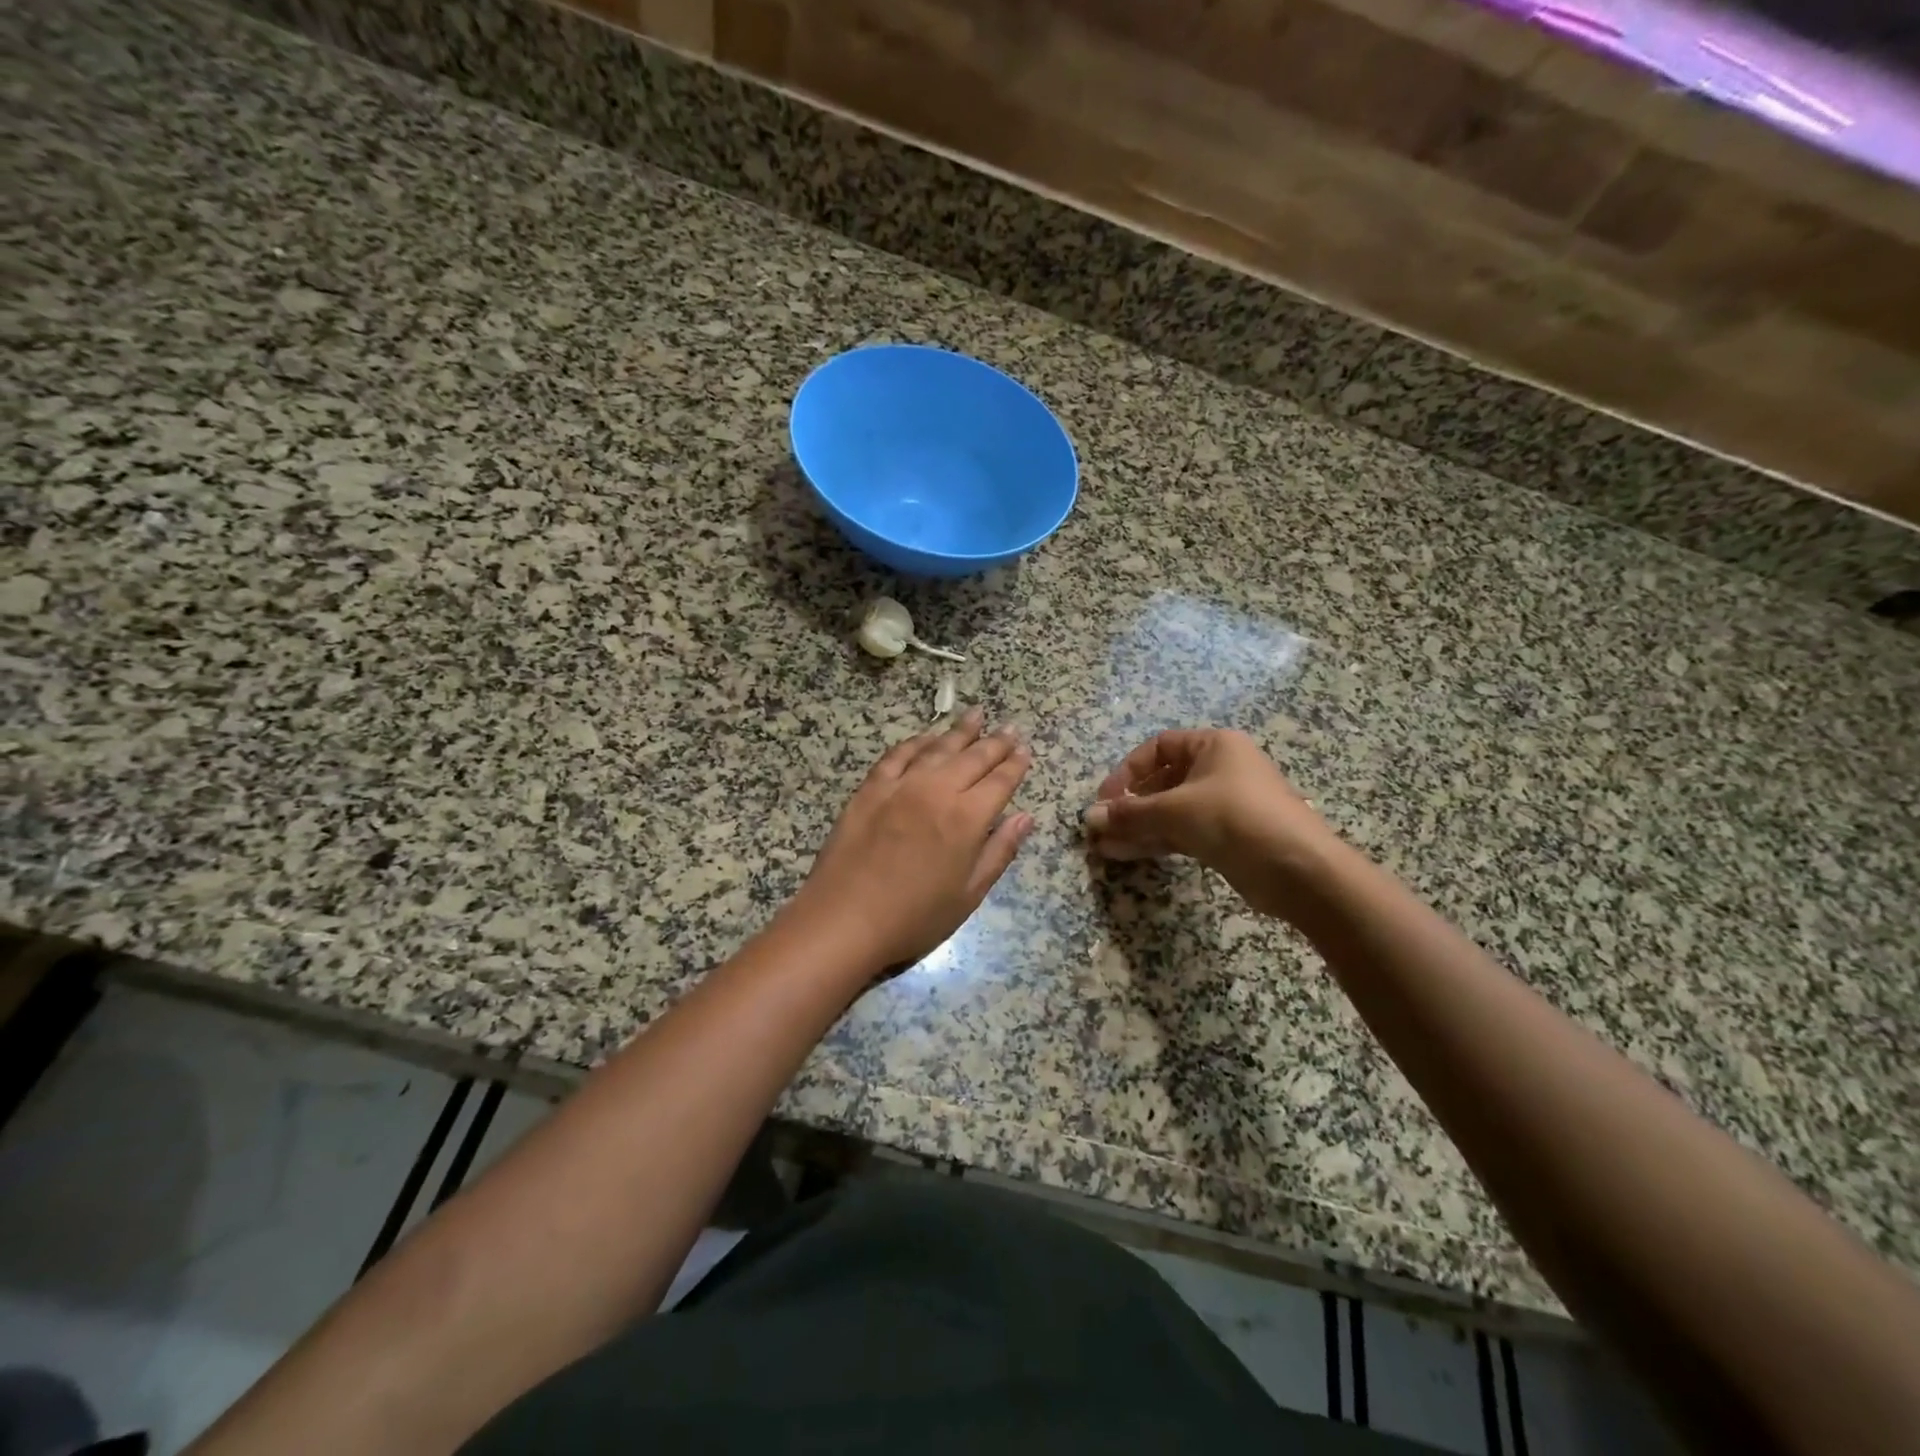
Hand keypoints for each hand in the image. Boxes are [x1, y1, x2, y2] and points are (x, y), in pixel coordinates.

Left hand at [785, 707, 1034, 974]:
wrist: (845, 919)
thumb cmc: (914, 917)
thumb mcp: (969, 894)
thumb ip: (1000, 852)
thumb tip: (1025, 818)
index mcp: (967, 818)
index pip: (1000, 781)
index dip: (1015, 765)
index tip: (1025, 750)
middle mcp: (937, 791)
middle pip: (973, 757)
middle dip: (995, 742)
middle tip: (1010, 728)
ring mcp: (901, 786)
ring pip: (937, 748)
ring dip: (960, 731)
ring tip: (976, 715)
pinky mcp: (870, 789)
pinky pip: (897, 755)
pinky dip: (915, 743)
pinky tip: (925, 737)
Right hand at [1083, 728, 1331, 918]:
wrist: (1298, 869)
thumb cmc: (1235, 819)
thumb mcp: (1176, 810)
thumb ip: (1130, 813)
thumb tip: (1088, 817)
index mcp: (1213, 745)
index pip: (1157, 747)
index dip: (1127, 771)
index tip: (1105, 799)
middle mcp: (1219, 769)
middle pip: (1162, 781)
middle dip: (1129, 805)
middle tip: (1101, 827)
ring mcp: (1223, 804)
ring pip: (1170, 811)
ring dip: (1137, 827)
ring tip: (1103, 847)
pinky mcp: (1226, 836)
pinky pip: (1182, 831)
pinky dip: (1155, 841)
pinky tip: (1125, 854)